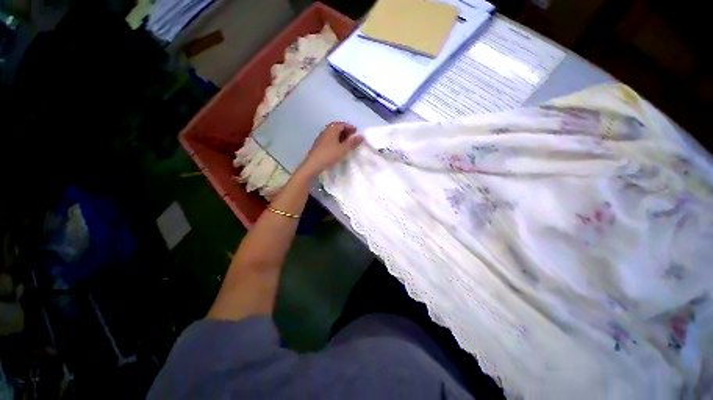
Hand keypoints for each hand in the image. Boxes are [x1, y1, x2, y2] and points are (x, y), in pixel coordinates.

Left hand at [299, 122, 362, 176]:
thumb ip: (352, 142)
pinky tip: (339, 149)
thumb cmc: (329, 155)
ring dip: (341, 137)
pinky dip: (336, 142)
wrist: (313, 165)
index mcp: (331, 129)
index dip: (350, 127)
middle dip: (346, 132)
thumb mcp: (343, 149)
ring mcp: (321, 138)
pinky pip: (330, 140)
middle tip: (353, 138)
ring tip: (347, 144)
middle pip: (337, 128)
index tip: (356, 132)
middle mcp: (325, 131)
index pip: (342, 124)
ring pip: (333, 135)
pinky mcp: (319, 146)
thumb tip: (361, 136)